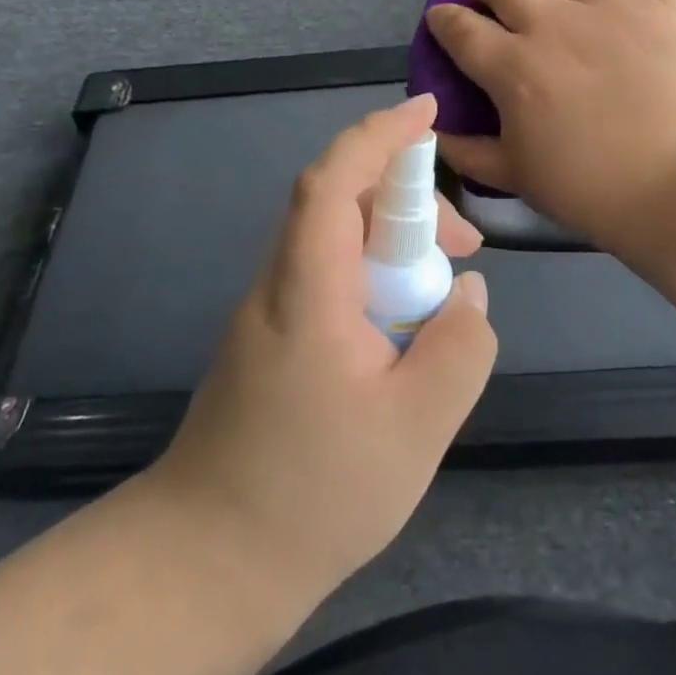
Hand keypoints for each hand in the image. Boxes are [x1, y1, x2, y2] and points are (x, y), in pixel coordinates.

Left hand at [150, 94, 495, 609]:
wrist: (207, 562)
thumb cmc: (312, 495)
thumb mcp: (415, 428)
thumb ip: (459, 349)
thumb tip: (469, 293)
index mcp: (308, 289)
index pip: (333, 181)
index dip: (378, 135)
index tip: (426, 112)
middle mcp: (280, 283)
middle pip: (340, 203)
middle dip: (409, 200)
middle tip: (467, 246)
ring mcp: (271, 310)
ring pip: (337, 240)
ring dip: (395, 242)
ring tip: (447, 290)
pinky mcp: (274, 338)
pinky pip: (330, 276)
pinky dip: (375, 275)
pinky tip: (407, 326)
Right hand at [424, 0, 675, 249]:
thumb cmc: (594, 189)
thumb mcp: (517, 178)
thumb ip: (469, 152)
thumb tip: (436, 131)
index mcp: (514, 65)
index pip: (460, 26)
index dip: (443, 19)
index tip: (443, 19)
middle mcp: (556, 22)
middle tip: (496, 5)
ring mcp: (615, 6)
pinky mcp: (666, 5)